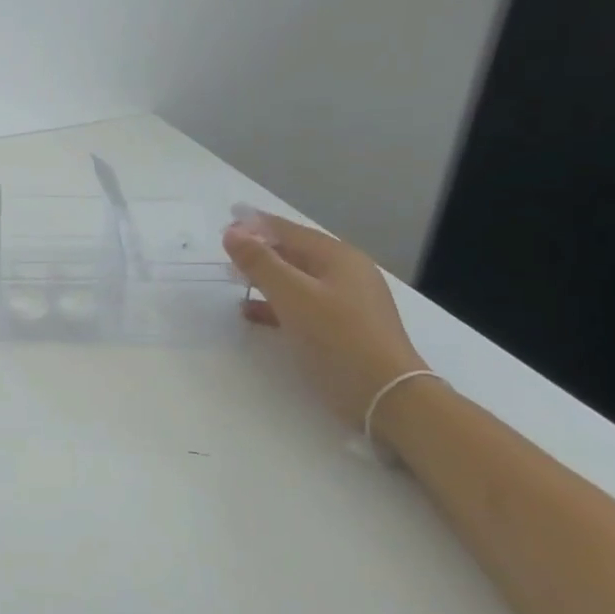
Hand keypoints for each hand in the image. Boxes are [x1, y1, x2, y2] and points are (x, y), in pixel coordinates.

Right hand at [222, 210, 427, 433]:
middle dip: (260, 249)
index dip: (257, 224)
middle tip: (227, 248)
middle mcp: (346, 273)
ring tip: (234, 278)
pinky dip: (276, 303)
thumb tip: (233, 232)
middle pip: (296, 253)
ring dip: (266, 277)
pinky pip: (303, 304)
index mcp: (338, 258)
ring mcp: (348, 302)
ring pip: (298, 279)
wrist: (387, 396)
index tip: (228, 217)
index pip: (290, 231)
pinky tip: (253, 312)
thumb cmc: (338, 339)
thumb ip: (261, 263)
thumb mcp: (293, 297)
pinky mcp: (344, 328)